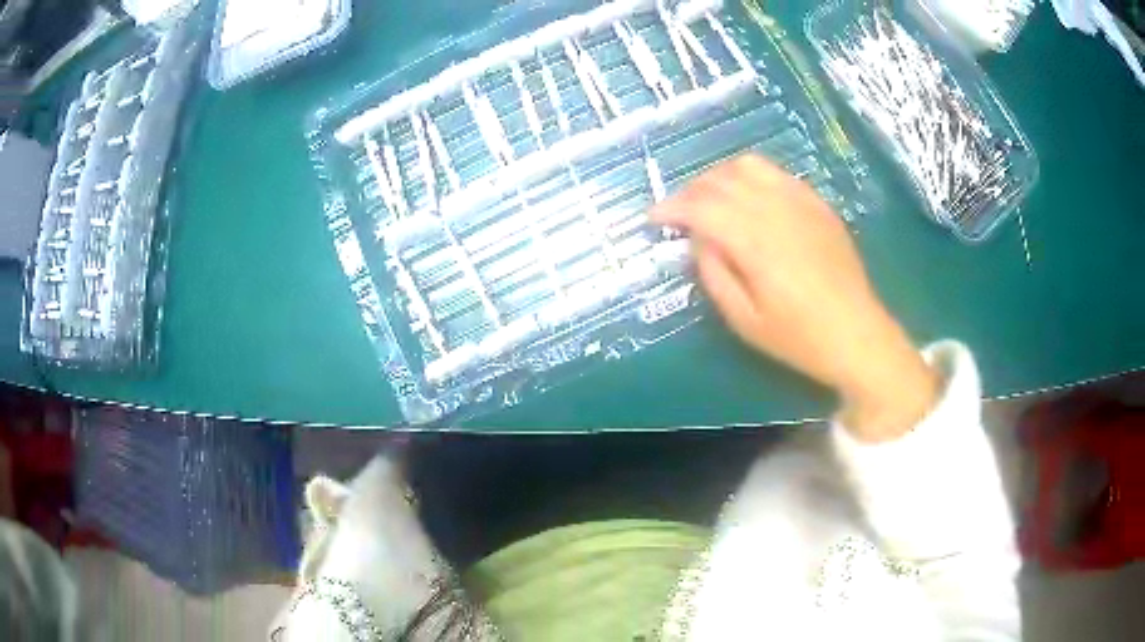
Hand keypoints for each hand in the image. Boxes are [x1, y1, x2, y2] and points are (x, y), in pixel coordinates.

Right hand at [650, 155, 938, 441]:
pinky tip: (749, 198)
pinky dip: (751, 177)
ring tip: (711, 199)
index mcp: (755, 242)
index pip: (701, 207)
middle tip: (679, 213)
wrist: (858, 334)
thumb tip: (698, 239)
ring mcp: (801, 202)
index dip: (671, 208)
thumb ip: (714, 273)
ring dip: (719, 176)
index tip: (654, 218)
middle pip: (720, 180)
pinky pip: (776, 173)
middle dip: (690, 191)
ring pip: (748, 166)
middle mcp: (776, 210)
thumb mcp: (744, 320)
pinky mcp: (817, 203)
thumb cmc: (799, 338)